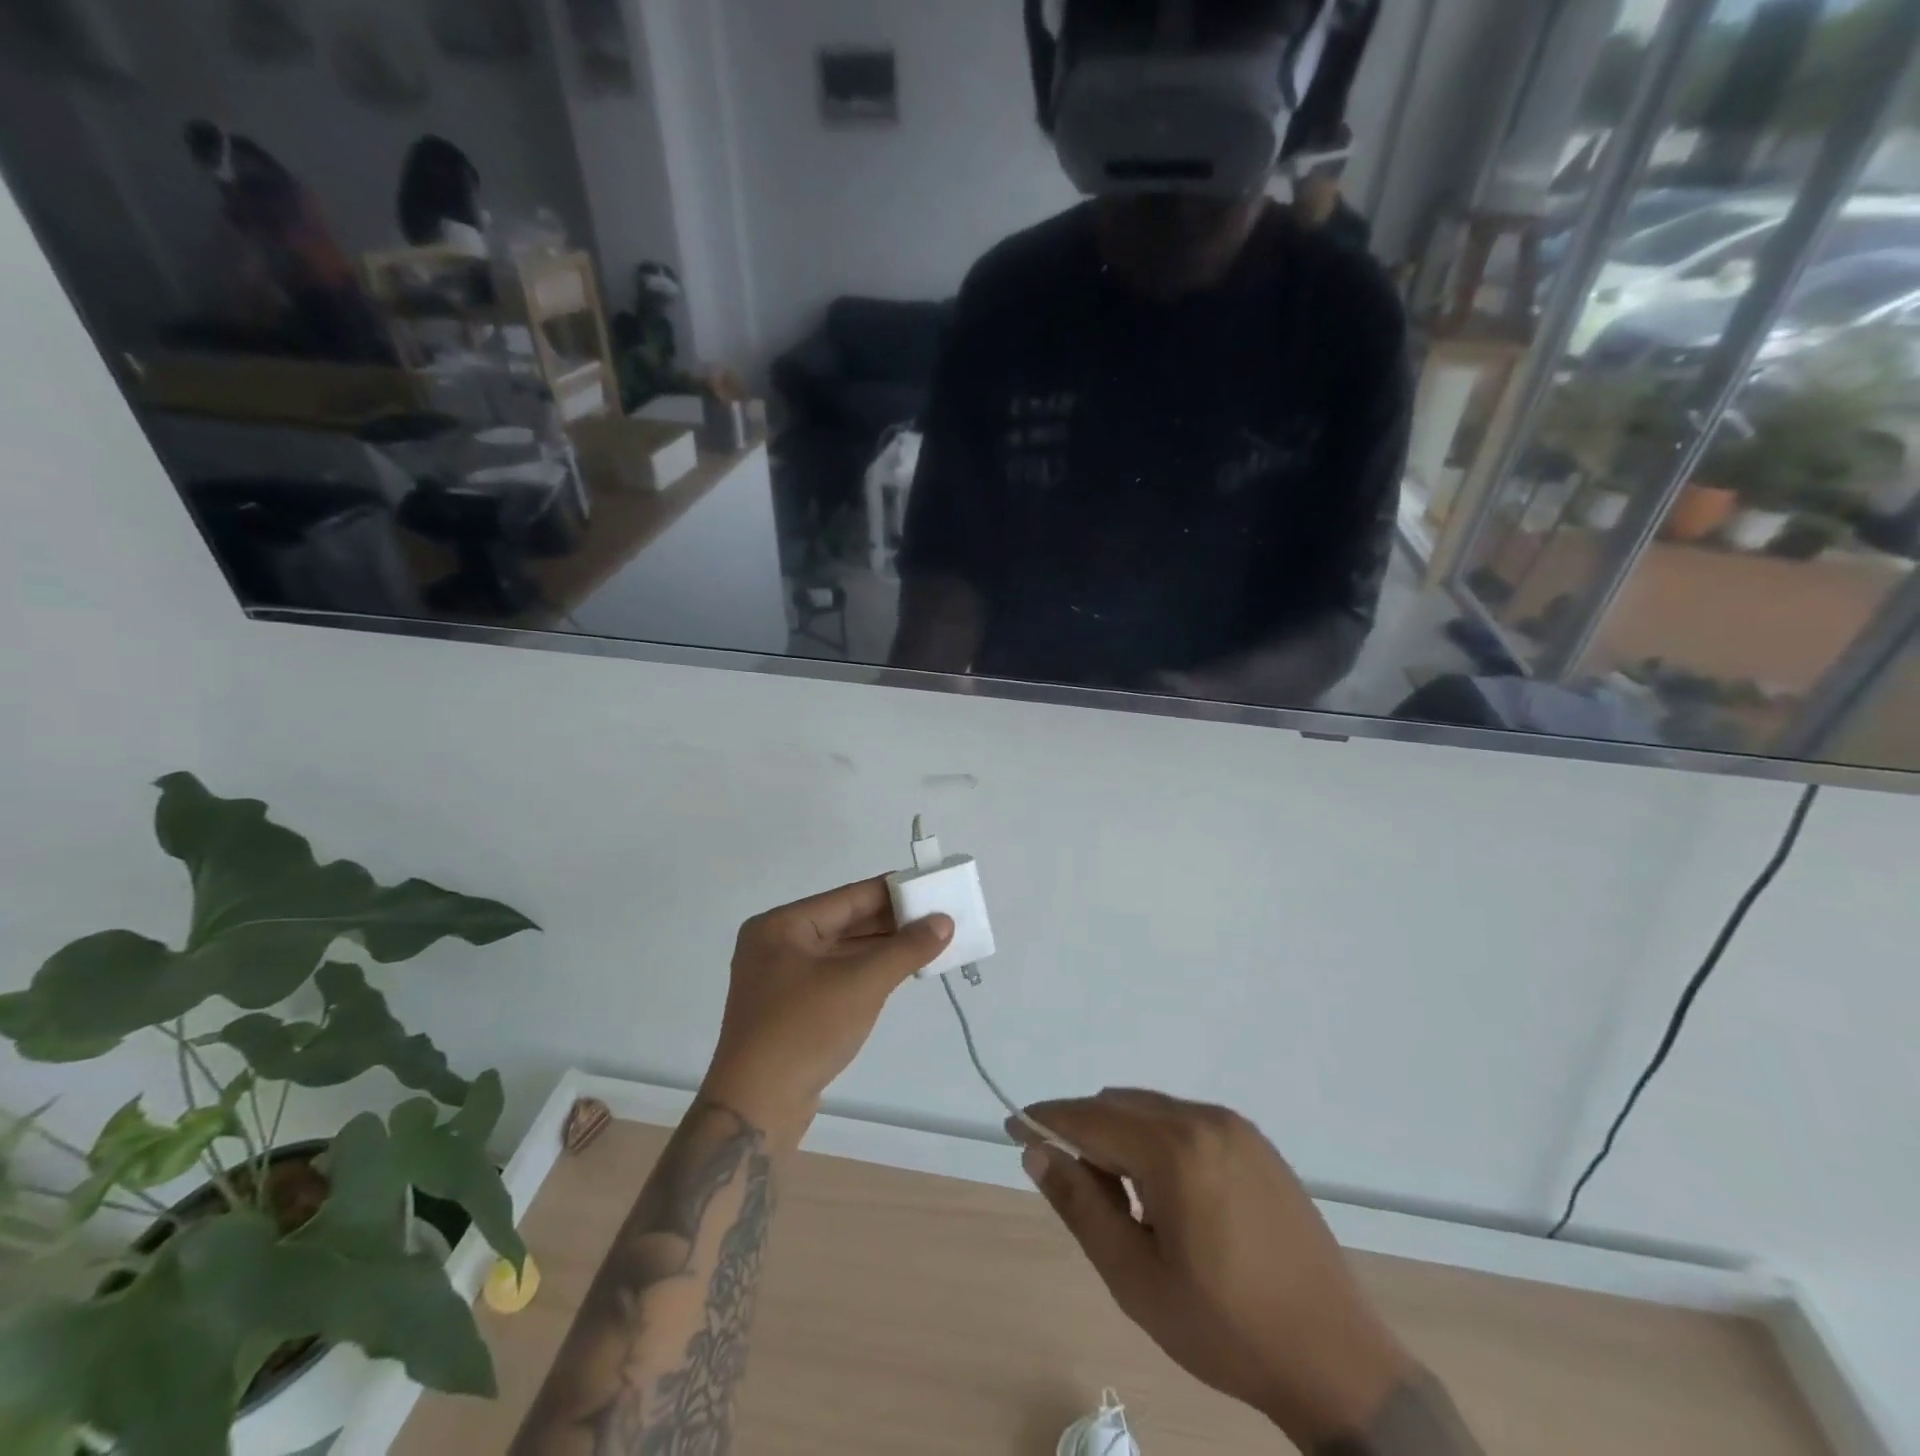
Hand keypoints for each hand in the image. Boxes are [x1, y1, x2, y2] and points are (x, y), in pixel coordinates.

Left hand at [701, 877, 951, 1149]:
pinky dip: (867, 972)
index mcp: (782, 925)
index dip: (894, 892)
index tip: (932, 888)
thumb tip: (944, 921)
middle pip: (845, 922)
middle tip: (939, 918)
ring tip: (930, 943)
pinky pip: (836, 975)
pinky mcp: (790, 1007)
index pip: (849, 897)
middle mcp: (777, 943)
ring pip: (843, 951)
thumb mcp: (862, 984)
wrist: (755, 1109)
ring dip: (883, 949)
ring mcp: (781, 977)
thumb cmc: (805, 1031)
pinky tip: (900, 971)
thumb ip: (906, 949)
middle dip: (892, 923)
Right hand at [1012, 1090, 1416, 1449]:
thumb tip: (1037, 1152)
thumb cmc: (1225, 1327)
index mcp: (1173, 1150)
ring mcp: (1235, 1127)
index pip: (1090, 1119)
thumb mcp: (1135, 1278)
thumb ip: (1081, 1206)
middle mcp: (1203, 1119)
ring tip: (1125, 1201)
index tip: (1014, 1126)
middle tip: (1075, 1187)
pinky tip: (1169, 1195)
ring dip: (1123, 1137)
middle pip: (1120, 1107)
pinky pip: (1187, 1122)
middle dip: (1086, 1133)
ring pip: (1153, 1111)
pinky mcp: (1256, 1142)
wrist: (1336, 1359)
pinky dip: (1159, 1141)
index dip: (1047, 1121)